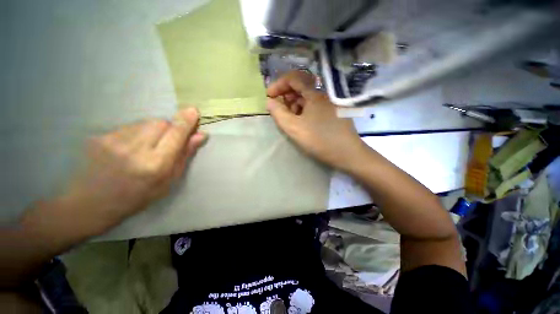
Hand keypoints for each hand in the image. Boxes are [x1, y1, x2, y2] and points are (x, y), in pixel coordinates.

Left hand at [64, 108, 206, 232]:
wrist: (91, 203)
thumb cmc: (138, 196)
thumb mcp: (169, 181)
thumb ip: (185, 156)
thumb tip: (200, 136)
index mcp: (156, 165)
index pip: (176, 134)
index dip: (186, 122)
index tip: (194, 111)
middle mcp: (135, 149)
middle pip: (161, 123)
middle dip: (170, 128)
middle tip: (166, 142)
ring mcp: (114, 141)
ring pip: (145, 123)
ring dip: (153, 130)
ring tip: (145, 148)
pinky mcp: (101, 136)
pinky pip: (129, 126)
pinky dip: (137, 133)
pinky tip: (129, 148)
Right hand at [266, 70, 367, 169]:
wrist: (347, 153)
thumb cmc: (319, 140)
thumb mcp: (294, 128)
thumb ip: (278, 113)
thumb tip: (270, 101)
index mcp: (314, 94)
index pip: (293, 78)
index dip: (278, 84)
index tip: (269, 96)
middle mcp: (323, 94)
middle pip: (300, 86)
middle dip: (286, 95)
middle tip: (279, 109)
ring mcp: (329, 103)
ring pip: (307, 97)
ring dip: (294, 104)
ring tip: (290, 118)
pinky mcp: (332, 112)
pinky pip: (313, 105)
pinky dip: (303, 110)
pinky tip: (302, 121)